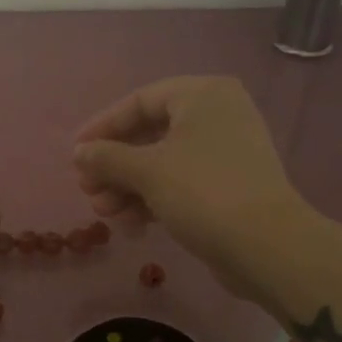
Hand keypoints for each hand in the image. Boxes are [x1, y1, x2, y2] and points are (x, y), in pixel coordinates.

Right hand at [73, 76, 309, 297]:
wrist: (266, 246)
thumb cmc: (203, 192)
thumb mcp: (147, 171)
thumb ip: (107, 158)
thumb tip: (80, 153)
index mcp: (203, 95)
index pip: (140, 101)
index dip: (103, 127)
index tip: (75, 153)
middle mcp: (217, 116)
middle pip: (150, 134)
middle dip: (114, 165)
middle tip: (87, 190)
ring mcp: (225, 153)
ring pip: (163, 163)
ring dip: (128, 187)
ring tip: (104, 213)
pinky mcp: (228, 187)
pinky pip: (181, 184)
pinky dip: (153, 199)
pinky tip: (130, 223)